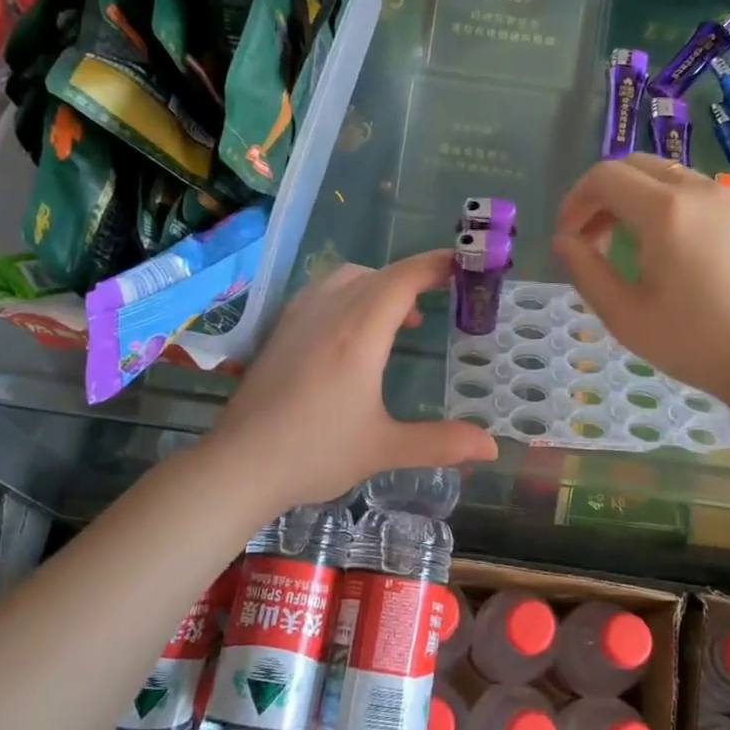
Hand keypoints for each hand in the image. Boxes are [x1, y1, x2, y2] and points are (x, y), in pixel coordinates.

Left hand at [210, 251, 498, 513]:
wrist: (239, 464)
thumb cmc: (314, 453)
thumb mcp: (383, 449)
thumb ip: (440, 443)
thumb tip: (490, 447)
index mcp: (359, 333)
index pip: (404, 279)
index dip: (436, 266)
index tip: (465, 265)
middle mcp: (329, 312)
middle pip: (380, 274)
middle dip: (415, 277)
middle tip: (444, 296)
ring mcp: (299, 316)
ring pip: (348, 277)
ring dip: (381, 284)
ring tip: (401, 318)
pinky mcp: (280, 328)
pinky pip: (323, 290)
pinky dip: (351, 292)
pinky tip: (353, 329)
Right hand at [552, 155, 729, 403]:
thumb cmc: (695, 342)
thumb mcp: (624, 315)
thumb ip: (585, 269)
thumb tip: (564, 239)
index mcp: (664, 210)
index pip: (604, 176)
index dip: (575, 200)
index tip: (568, 236)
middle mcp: (698, 190)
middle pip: (635, 165)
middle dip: (603, 194)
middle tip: (592, 237)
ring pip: (667, 176)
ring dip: (635, 198)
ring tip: (628, 245)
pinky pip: (696, 193)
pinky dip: (668, 206)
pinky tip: (671, 252)